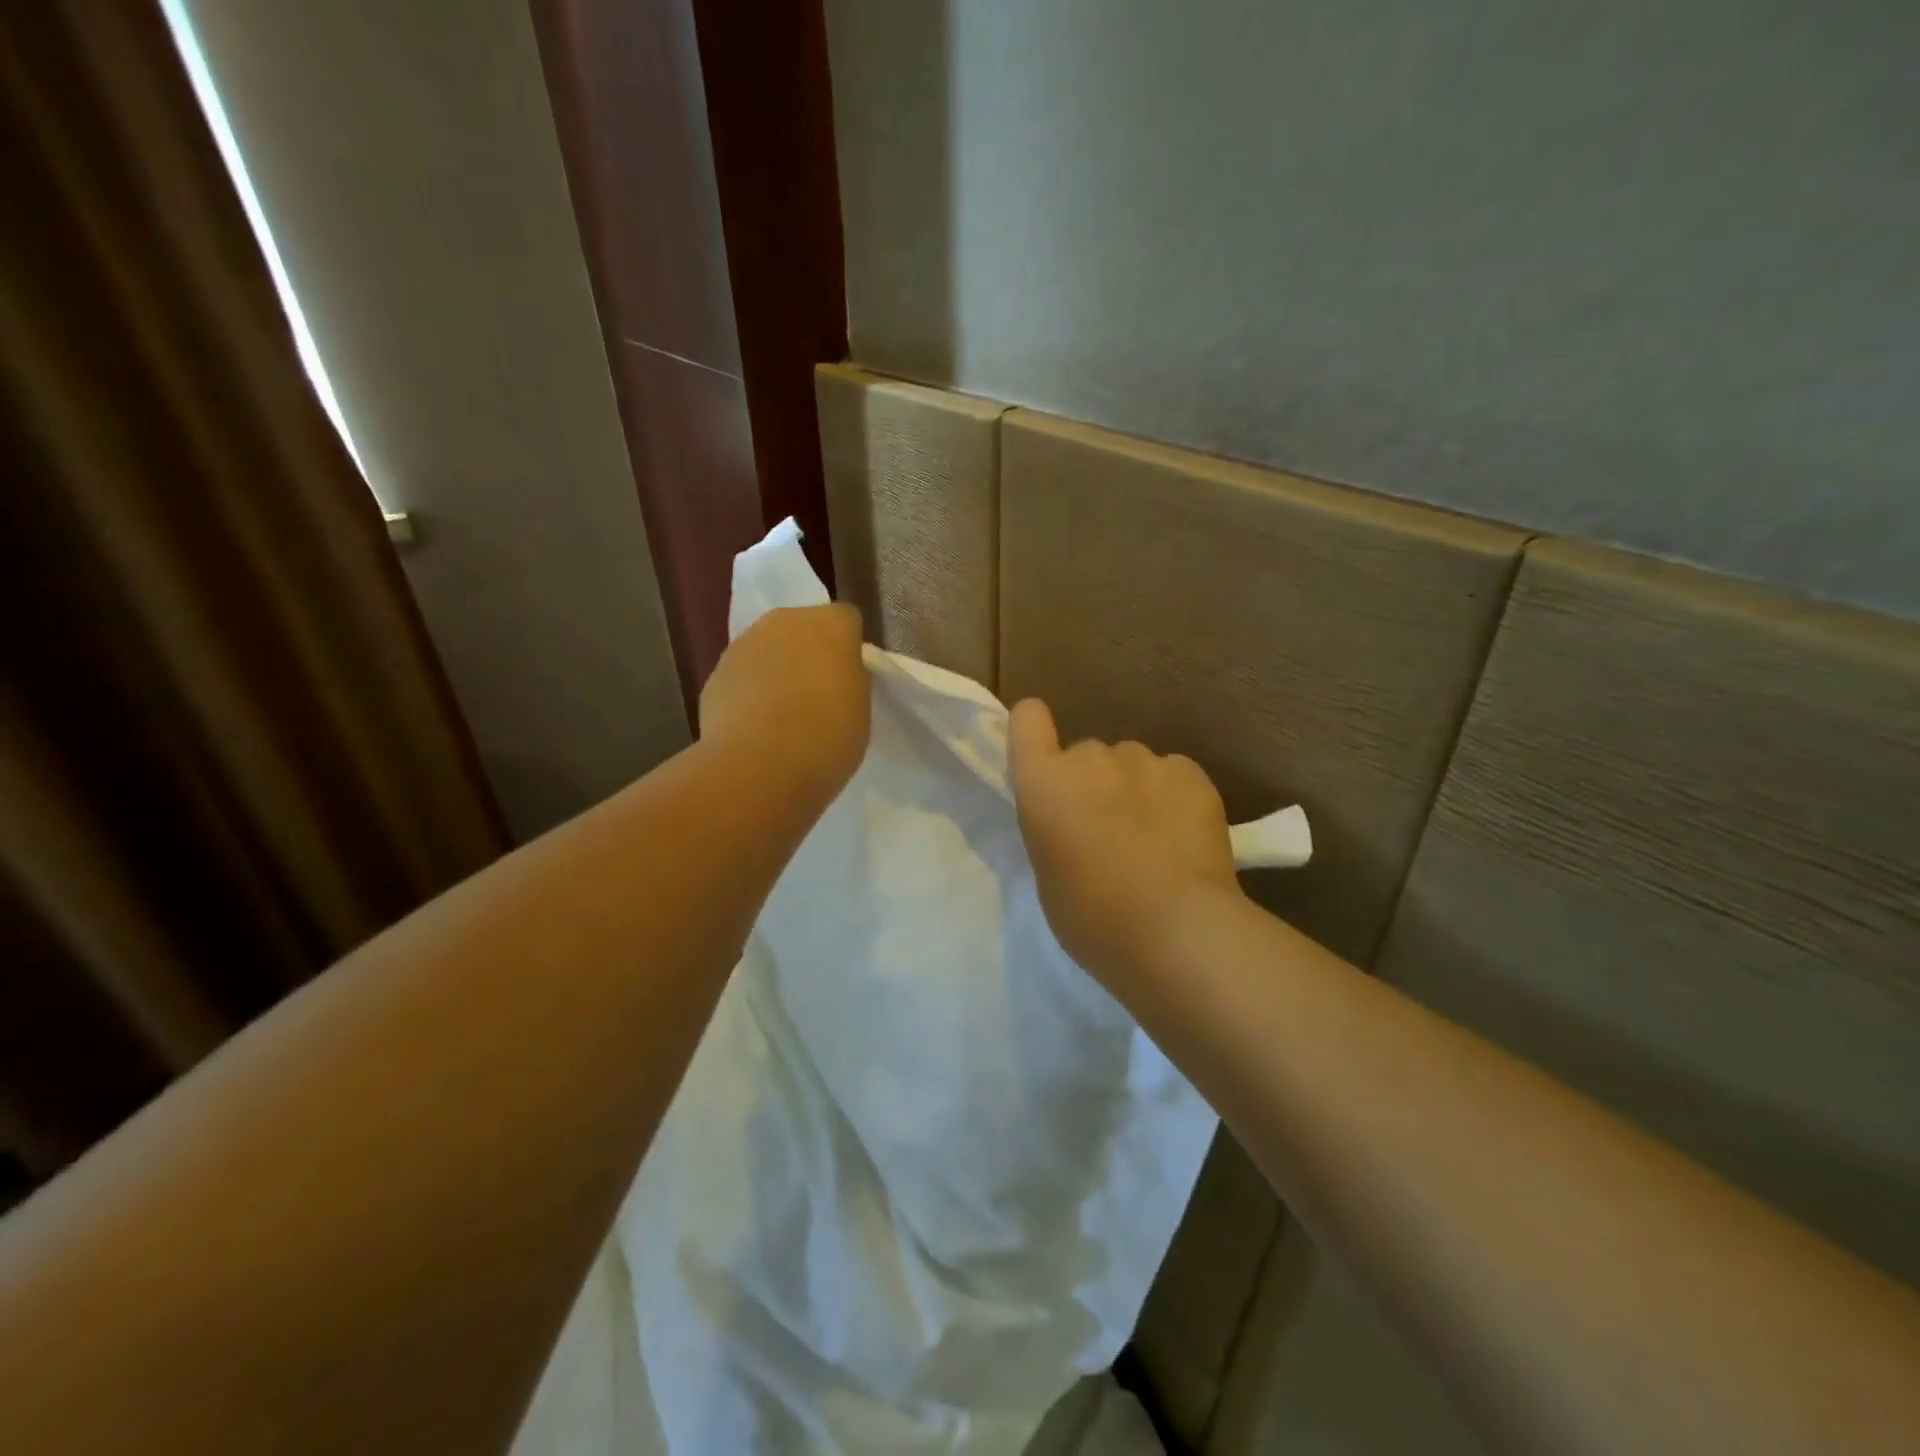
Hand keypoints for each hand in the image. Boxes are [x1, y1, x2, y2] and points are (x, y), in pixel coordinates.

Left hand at [700, 605, 868, 806]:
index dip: (849, 648)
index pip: (846, 620)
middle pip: (802, 628)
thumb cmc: (827, 736)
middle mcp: (784, 622)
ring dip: (776, 671)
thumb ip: (850, 681)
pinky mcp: (713, 675)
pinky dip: (748, 694)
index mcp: (830, 625)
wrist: (759, 766)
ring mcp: (742, 645)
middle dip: (809, 653)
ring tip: (783, 717)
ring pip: (767, 650)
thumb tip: (836, 676)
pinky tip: (755, 729)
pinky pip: (741, 677)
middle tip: (818, 695)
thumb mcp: (861, 709)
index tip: (850, 679)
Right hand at [1009, 698, 1240, 985]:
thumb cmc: (1094, 918)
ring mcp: (1145, 760)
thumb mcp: (1048, 875)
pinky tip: (1184, 838)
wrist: (1177, 930)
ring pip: (1132, 765)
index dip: (1034, 732)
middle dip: (1092, 783)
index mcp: (1044, 782)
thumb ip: (1054, 828)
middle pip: (1086, 755)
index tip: (1046, 759)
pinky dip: (1174, 798)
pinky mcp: (1191, 773)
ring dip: (1135, 790)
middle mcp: (1090, 757)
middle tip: (1109, 833)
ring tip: (1155, 840)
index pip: (1027, 719)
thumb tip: (1075, 819)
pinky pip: (1173, 775)